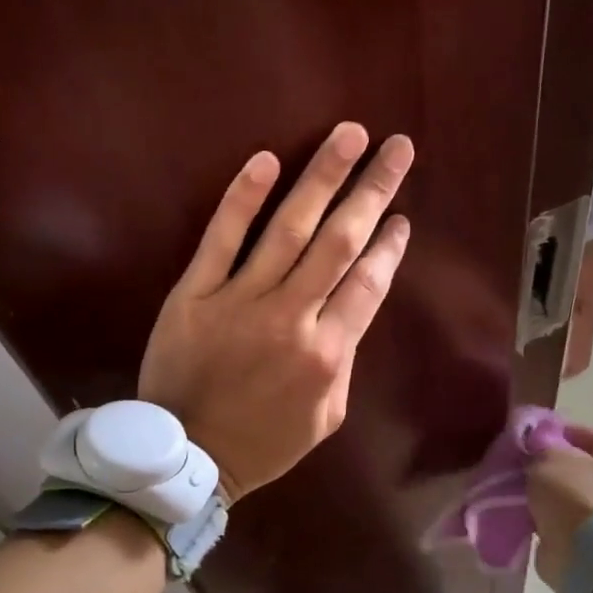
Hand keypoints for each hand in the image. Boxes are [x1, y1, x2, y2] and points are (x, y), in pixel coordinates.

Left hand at [139, 123, 413, 501]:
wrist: (191, 457)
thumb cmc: (264, 443)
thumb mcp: (326, 417)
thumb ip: (343, 363)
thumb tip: (349, 315)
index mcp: (328, 353)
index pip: (368, 284)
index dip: (389, 246)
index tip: (401, 215)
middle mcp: (292, 318)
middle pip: (339, 242)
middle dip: (372, 190)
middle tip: (397, 147)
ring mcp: (240, 301)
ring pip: (289, 229)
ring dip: (322, 177)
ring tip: (350, 135)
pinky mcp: (194, 295)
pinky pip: (221, 239)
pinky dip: (242, 198)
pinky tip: (266, 160)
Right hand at [529, 426, 592, 589]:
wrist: (583, 553)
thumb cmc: (573, 495)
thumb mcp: (551, 458)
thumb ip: (541, 448)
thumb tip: (536, 449)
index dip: (570, 431)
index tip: (540, 433)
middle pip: (578, 470)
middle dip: (549, 465)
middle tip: (521, 461)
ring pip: (563, 498)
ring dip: (540, 493)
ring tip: (512, 487)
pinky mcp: (577, 542)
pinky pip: (552, 523)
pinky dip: (535, 518)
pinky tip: (514, 511)